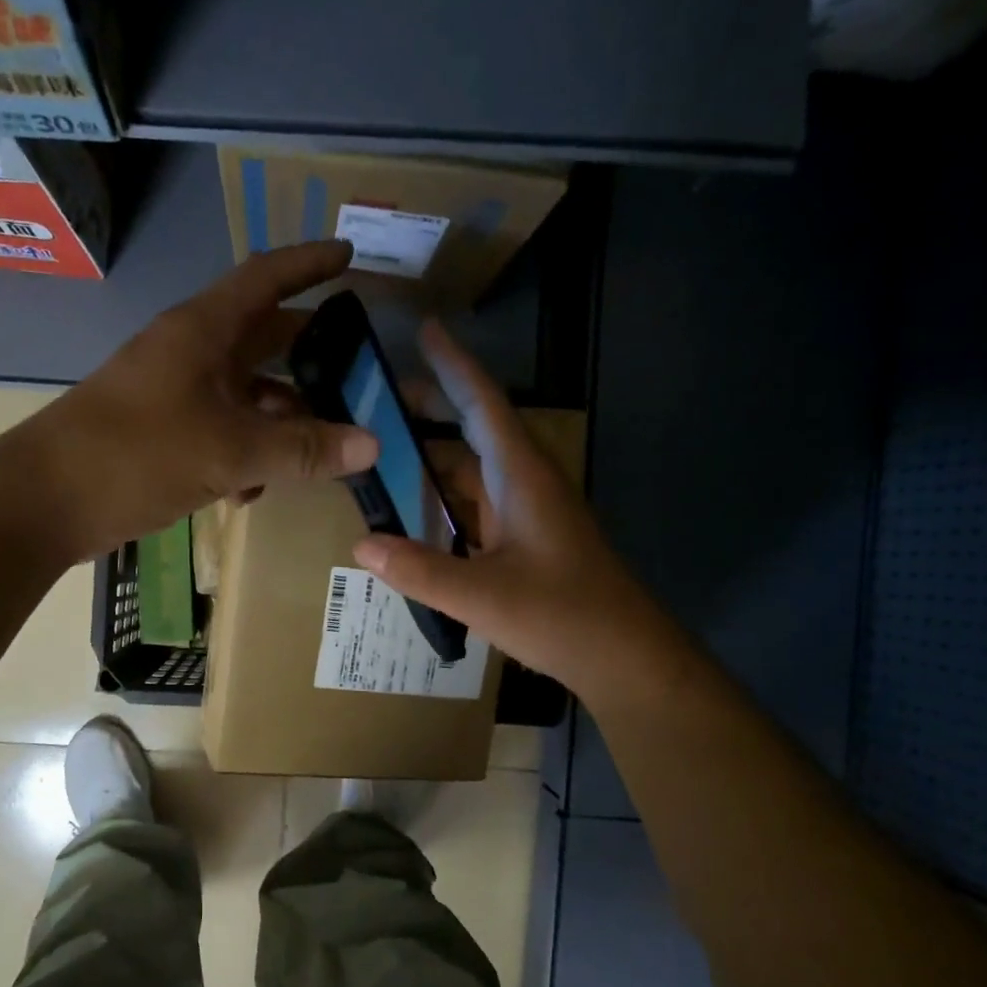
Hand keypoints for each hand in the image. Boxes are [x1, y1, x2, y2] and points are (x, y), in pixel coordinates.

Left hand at [24, 242, 377, 560]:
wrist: (45, 501)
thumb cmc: (137, 455)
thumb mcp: (229, 451)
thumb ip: (301, 448)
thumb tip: (372, 445)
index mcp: (203, 331)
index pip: (265, 278)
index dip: (308, 263)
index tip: (349, 255)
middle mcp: (190, 353)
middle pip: (262, 338)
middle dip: (308, 353)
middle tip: (357, 367)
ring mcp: (174, 394)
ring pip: (245, 394)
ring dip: (280, 419)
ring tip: (319, 450)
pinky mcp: (163, 434)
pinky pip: (221, 431)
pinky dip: (244, 455)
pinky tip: (252, 492)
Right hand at [353, 321, 665, 695]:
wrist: (624, 657)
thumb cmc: (563, 615)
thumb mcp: (482, 596)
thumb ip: (419, 570)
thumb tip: (361, 544)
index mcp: (522, 477)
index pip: (483, 404)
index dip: (453, 365)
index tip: (425, 328)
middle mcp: (526, 484)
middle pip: (475, 430)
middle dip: (431, 408)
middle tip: (377, 401)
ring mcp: (528, 513)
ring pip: (474, 470)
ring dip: (433, 458)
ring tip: (383, 453)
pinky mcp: (526, 540)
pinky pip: (477, 504)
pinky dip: (444, 498)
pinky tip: (414, 513)